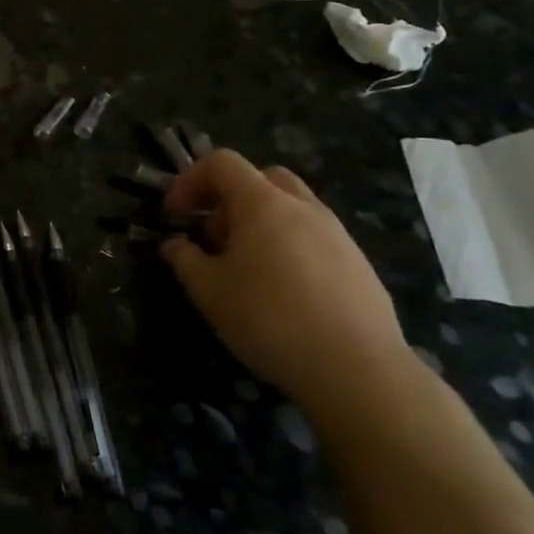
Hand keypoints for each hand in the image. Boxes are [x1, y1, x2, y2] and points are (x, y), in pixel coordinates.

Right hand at [160, 149, 409, 423]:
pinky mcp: (359, 265)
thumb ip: (185, 260)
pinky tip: (284, 292)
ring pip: (292, 208)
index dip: (190, 180)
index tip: (175, 215)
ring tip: (246, 267)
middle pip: (262, 178)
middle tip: (214, 236)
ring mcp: (338, 235)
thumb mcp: (209, 291)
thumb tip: (175, 245)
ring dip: (261, 223)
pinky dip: (290, 247)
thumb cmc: (270, 319)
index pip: (222, 164)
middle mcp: (304, 207)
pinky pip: (315, 238)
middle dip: (230, 198)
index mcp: (263, 203)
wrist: (358, 370)